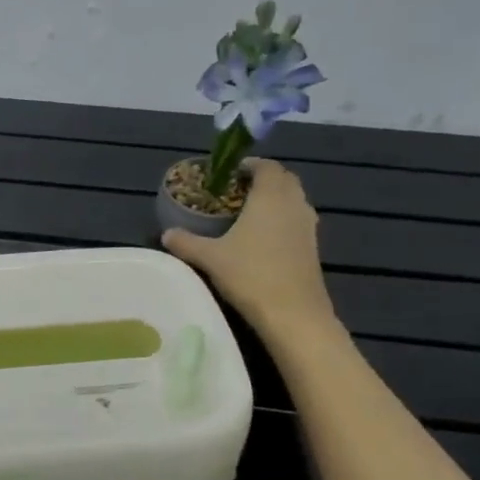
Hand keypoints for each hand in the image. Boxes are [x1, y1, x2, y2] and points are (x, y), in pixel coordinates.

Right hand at [162, 158, 334, 339]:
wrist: (293, 314)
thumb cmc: (250, 275)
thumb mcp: (210, 258)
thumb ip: (186, 242)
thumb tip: (166, 233)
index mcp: (270, 197)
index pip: (267, 167)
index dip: (250, 165)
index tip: (231, 172)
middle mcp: (294, 205)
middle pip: (285, 180)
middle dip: (264, 180)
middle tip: (238, 191)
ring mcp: (308, 227)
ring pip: (294, 201)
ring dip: (276, 200)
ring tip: (249, 213)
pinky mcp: (313, 248)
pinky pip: (298, 221)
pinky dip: (283, 220)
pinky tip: (263, 239)